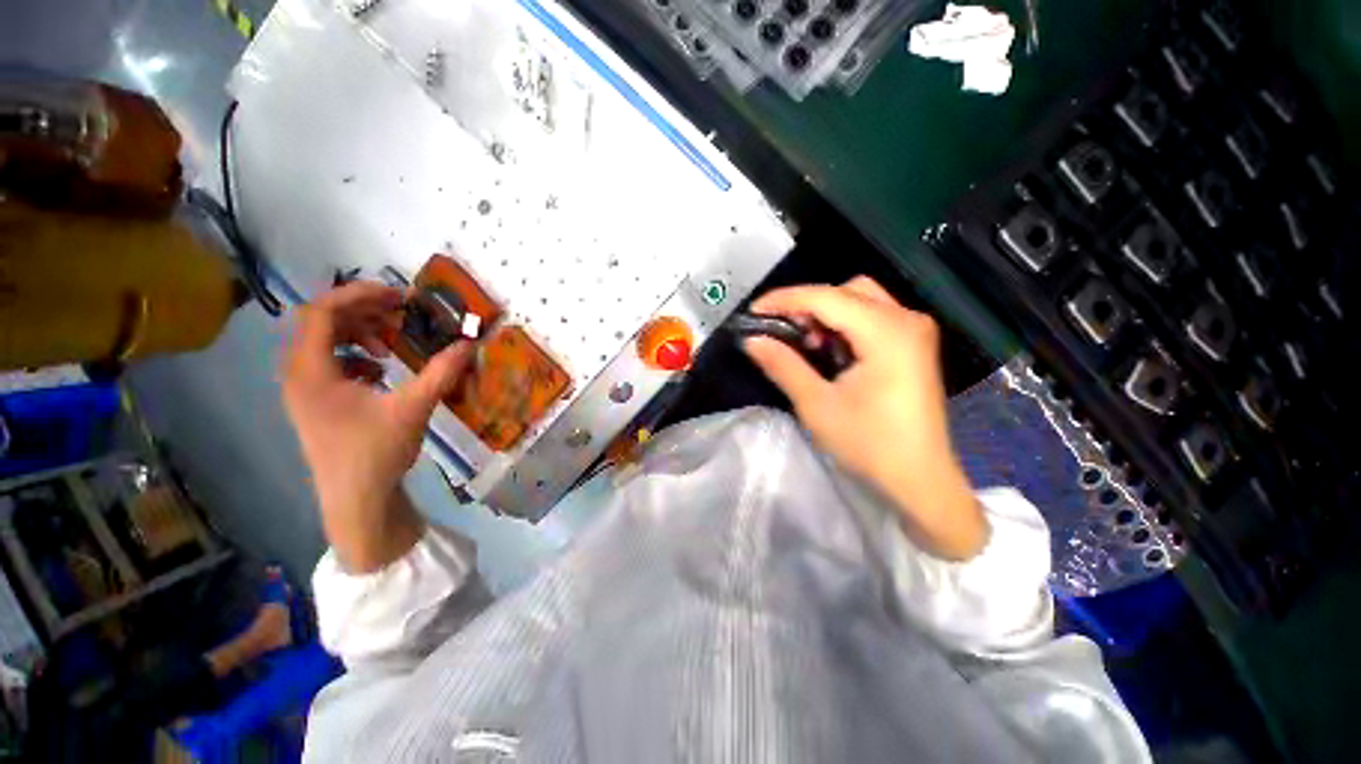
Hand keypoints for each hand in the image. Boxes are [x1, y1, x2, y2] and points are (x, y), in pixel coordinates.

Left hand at [282, 282, 472, 571]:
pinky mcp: (317, 403)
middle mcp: (299, 375)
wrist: (356, 501)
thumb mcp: (413, 409)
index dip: (360, 295)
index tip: (399, 296)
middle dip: (364, 312)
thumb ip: (441, 373)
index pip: (322, 311)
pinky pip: (330, 363)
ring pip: (325, 342)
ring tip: (391, 345)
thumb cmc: (376, 453)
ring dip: (360, 334)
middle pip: (322, 323)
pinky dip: (356, 356)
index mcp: (311, 371)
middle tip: (402, 314)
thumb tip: (468, 344)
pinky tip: (381, 371)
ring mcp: (305, 390)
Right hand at [743, 277, 986, 559]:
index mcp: (887, 331)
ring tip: (804, 343)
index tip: (753, 311)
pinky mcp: (913, 345)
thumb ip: (782, 365)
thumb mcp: (816, 405)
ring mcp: (914, 331)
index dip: (785, 299)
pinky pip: (872, 317)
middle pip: (847, 291)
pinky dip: (844, 325)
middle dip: (808, 305)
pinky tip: (830, 350)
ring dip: (826, 314)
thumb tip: (751, 340)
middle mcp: (906, 319)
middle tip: (781, 330)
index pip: (826, 298)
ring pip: (860, 300)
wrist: (920, 480)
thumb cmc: (869, 445)